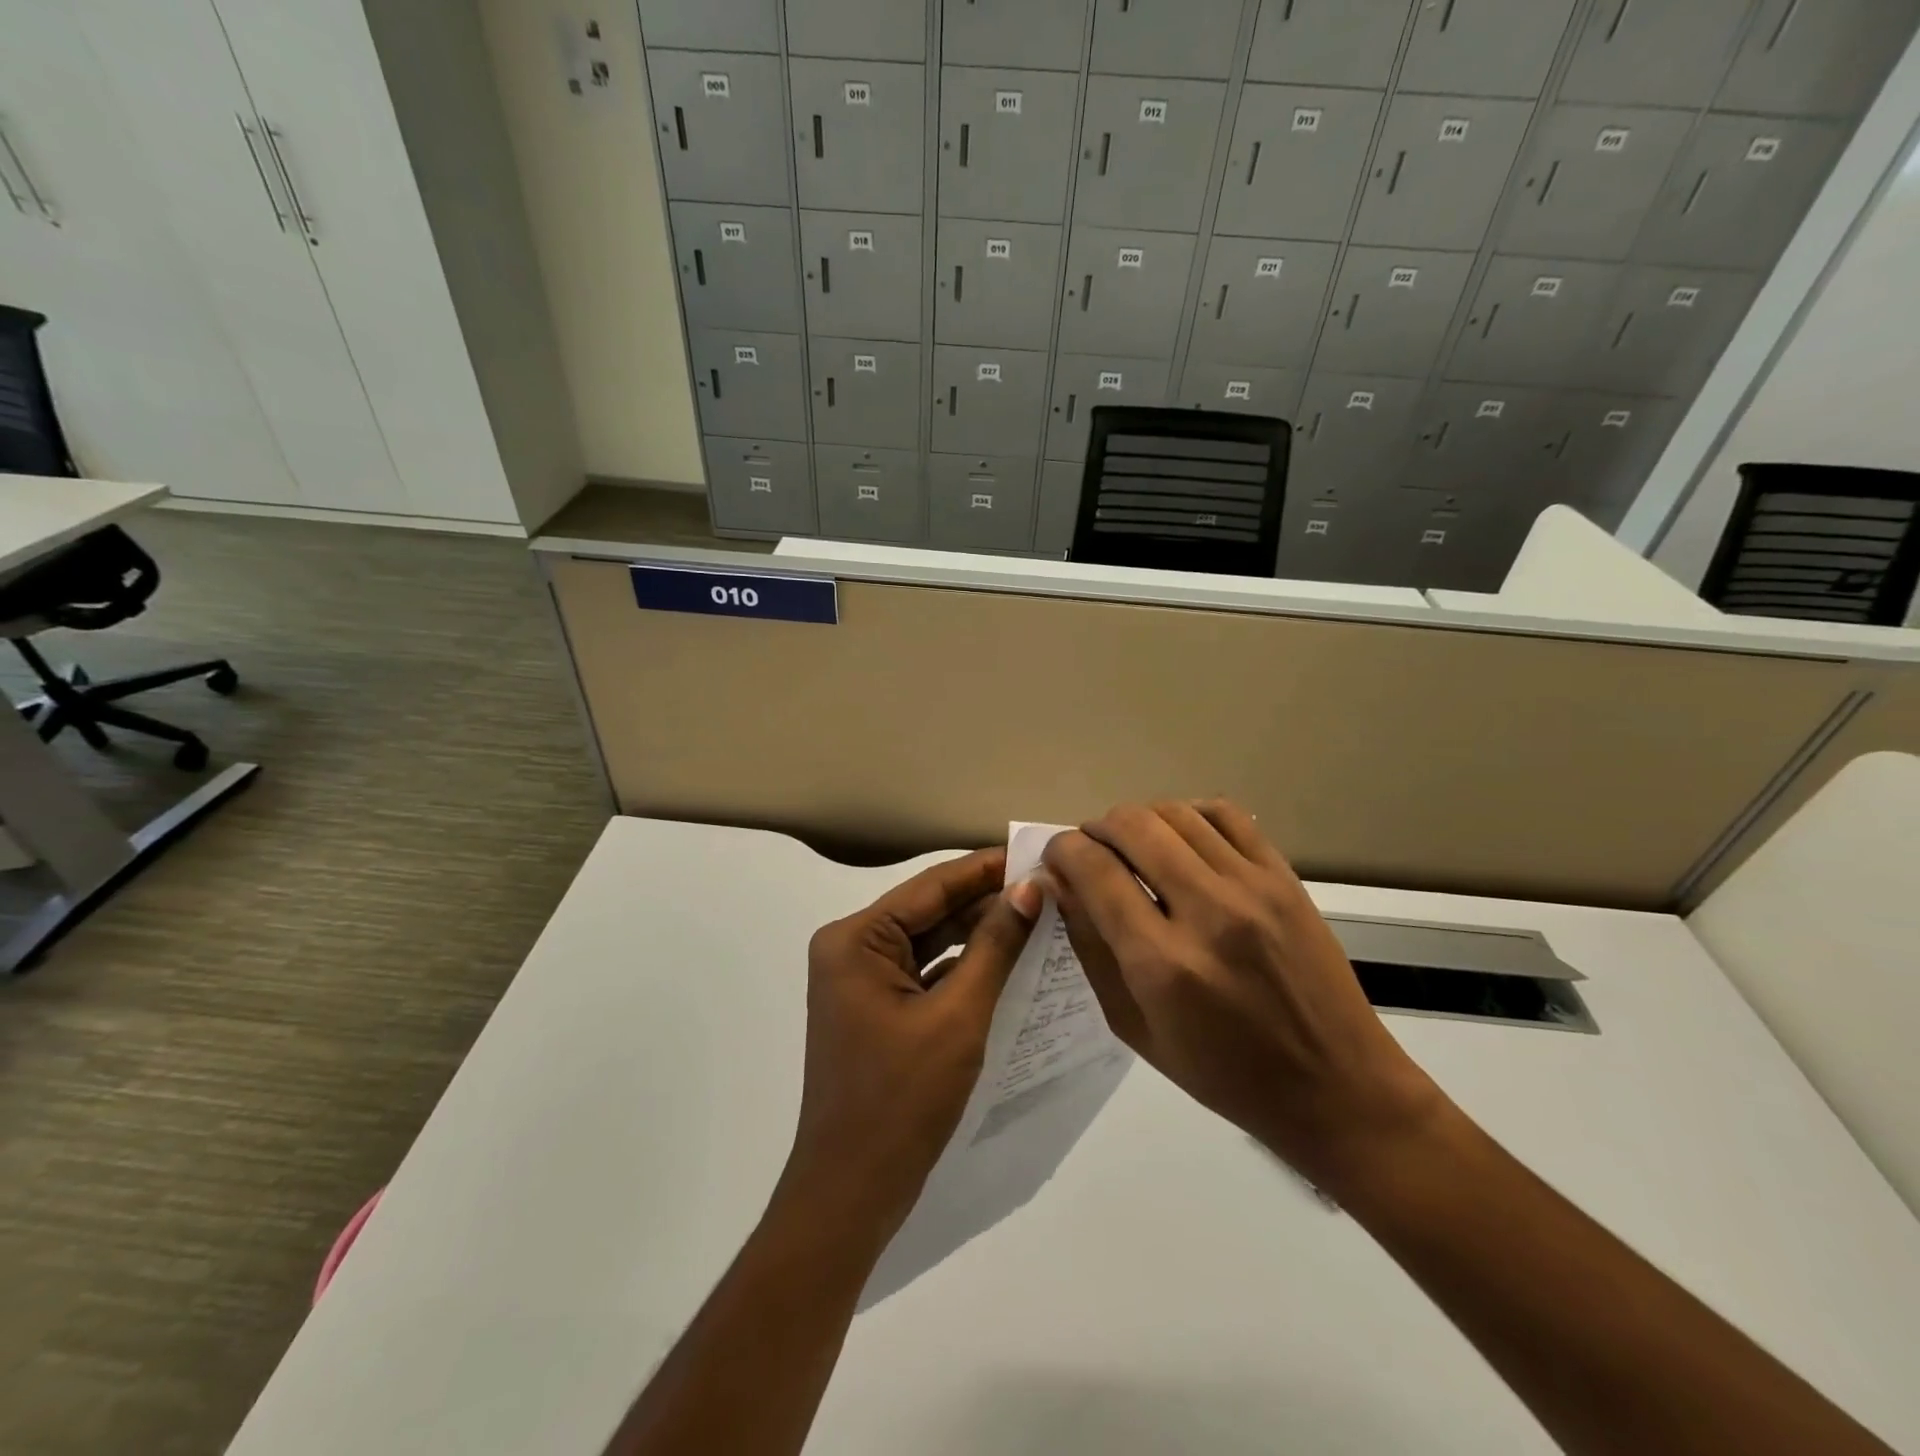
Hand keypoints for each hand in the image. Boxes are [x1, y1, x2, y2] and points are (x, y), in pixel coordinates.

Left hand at [781, 848, 1042, 1243]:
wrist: (851, 1194)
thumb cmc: (902, 1100)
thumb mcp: (958, 1016)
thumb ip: (996, 946)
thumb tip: (1031, 887)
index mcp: (856, 938)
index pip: (932, 886)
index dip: (988, 868)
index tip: (1038, 852)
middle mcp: (852, 948)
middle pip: (932, 911)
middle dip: (989, 901)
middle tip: (1050, 888)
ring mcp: (862, 981)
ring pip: (932, 943)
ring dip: (981, 934)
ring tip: (1040, 917)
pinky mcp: (878, 1009)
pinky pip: (927, 974)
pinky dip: (966, 968)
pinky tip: (1011, 961)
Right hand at [1040, 801, 1445, 1196]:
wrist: (1335, 1086)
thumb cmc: (1224, 1074)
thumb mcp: (1135, 1028)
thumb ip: (1091, 949)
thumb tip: (1060, 884)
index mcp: (1163, 964)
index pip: (1094, 870)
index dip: (1062, 851)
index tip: (1055, 858)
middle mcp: (1208, 912)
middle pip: (1132, 826)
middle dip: (1096, 829)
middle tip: (1090, 851)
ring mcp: (1253, 888)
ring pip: (1175, 813)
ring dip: (1138, 820)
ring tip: (1132, 845)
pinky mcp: (1285, 877)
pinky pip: (1226, 815)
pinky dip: (1189, 814)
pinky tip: (1180, 837)